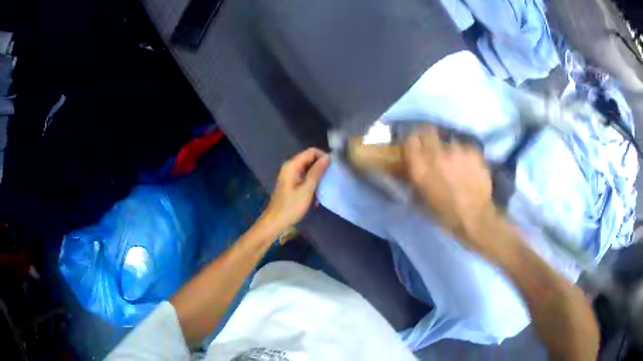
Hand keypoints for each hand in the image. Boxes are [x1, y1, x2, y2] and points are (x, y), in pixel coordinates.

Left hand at [260, 148, 329, 233]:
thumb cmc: (291, 206)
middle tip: (332, 175)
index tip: (333, 167)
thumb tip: (327, 157)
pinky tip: (318, 189)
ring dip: (318, 173)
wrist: (276, 221)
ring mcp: (290, 174)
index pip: (311, 151)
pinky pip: (305, 175)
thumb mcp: (307, 189)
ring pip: (308, 167)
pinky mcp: (291, 182)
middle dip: (321, 165)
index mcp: (292, 165)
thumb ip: (317, 172)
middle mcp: (290, 166)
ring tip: (327, 182)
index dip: (323, 156)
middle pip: (309, 158)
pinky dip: (312, 180)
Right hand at [404, 127, 500, 254]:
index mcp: (420, 167)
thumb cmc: (445, 214)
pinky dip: (464, 154)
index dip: (413, 140)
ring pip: (448, 140)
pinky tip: (468, 166)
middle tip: (433, 146)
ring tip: (455, 161)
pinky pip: (464, 146)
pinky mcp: (472, 150)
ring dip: (449, 148)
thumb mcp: (421, 199)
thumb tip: (409, 165)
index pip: (410, 138)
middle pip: (428, 130)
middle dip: (429, 136)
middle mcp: (436, 153)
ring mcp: (456, 149)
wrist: (475, 217)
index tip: (416, 145)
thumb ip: (414, 177)